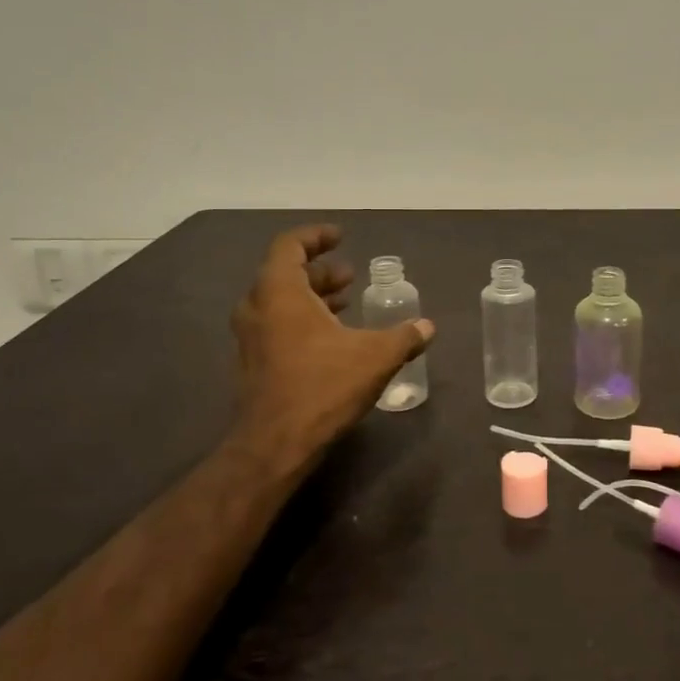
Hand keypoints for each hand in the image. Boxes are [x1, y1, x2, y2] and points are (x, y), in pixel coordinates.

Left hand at [231, 225, 434, 472]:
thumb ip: (404, 337)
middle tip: (351, 274)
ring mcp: (251, 338)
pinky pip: (278, 326)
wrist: (276, 444)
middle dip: (320, 270)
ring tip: (347, 301)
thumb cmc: (323, 386)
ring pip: (281, 302)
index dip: (316, 236)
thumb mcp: (375, 357)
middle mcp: (258, 308)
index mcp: (280, 292)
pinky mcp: (254, 363)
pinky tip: (333, 338)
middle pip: (285, 273)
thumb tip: (427, 327)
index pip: (289, 245)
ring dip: (313, 297)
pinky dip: (303, 320)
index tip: (341, 236)